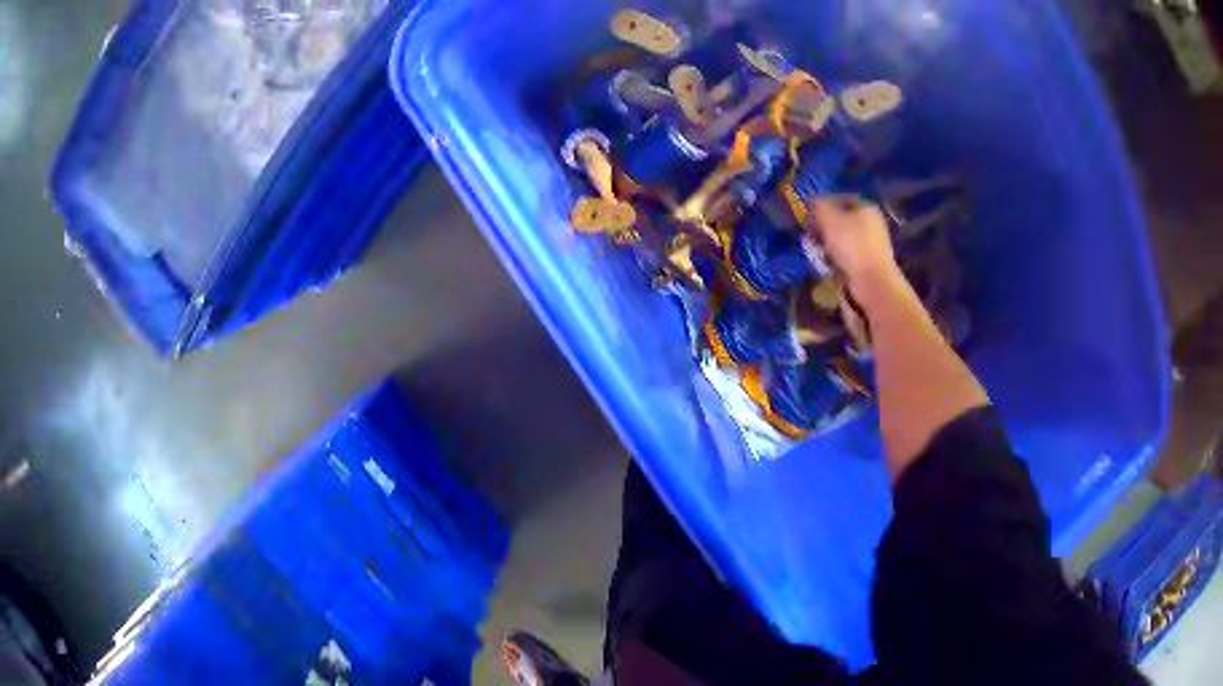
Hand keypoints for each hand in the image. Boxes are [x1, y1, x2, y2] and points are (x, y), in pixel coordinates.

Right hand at [807, 198, 901, 304]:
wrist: (872, 282)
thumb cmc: (852, 245)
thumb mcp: (830, 219)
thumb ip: (819, 206)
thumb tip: (814, 204)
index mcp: (866, 208)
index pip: (840, 199)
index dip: (823, 205)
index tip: (810, 217)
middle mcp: (871, 224)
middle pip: (841, 221)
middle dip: (824, 229)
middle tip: (811, 237)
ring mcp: (871, 245)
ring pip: (842, 240)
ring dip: (827, 246)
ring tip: (818, 253)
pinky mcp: (868, 264)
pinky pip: (846, 257)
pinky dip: (835, 260)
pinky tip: (828, 266)